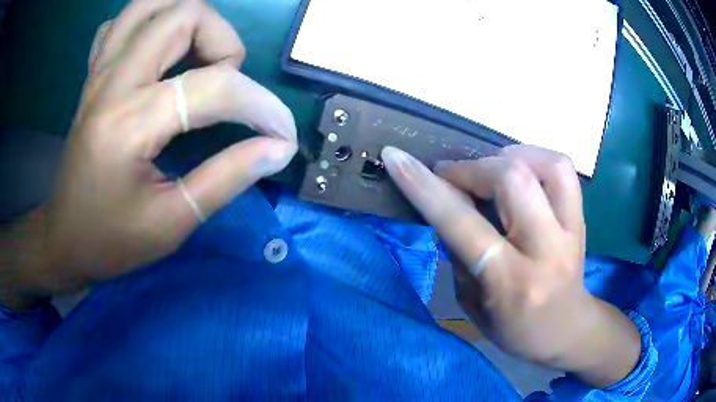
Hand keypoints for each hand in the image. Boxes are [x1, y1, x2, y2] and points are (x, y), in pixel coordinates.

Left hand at [0, 0, 296, 304]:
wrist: (64, 239)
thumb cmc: (112, 241)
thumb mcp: (172, 223)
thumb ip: (227, 178)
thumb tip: (277, 148)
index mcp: (128, 125)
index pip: (213, 88)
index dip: (262, 106)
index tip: (281, 134)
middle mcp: (113, 83)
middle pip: (184, 15)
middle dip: (223, 42)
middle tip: (225, 84)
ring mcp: (100, 73)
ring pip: (151, 4)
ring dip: (187, 19)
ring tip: (196, 57)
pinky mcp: (93, 76)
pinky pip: (122, 24)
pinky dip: (148, 25)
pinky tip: (155, 54)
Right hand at [382, 145, 640, 386]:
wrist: (566, 329)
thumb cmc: (514, 329)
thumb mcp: (473, 305)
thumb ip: (459, 255)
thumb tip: (447, 204)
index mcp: (510, 282)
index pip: (463, 224)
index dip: (425, 187)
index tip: (396, 158)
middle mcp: (545, 250)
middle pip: (511, 180)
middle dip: (471, 168)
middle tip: (452, 176)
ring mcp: (571, 230)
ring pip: (545, 165)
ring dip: (508, 157)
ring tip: (490, 168)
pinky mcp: (581, 218)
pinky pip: (563, 169)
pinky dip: (535, 157)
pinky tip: (521, 169)